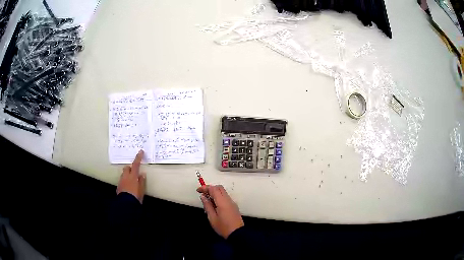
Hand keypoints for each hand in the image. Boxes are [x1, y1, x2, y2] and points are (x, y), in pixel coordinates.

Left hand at [116, 150, 145, 202]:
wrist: (126, 204)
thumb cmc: (136, 197)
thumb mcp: (141, 190)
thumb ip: (141, 181)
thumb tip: (142, 174)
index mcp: (133, 177)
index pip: (136, 164)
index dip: (138, 157)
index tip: (140, 151)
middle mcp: (126, 177)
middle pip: (127, 168)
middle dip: (130, 168)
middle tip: (134, 173)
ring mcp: (121, 181)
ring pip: (123, 174)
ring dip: (127, 175)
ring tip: (131, 182)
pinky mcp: (118, 186)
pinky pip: (122, 181)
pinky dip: (125, 181)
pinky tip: (128, 188)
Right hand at [197, 185, 243, 238]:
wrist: (237, 234)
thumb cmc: (223, 227)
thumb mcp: (212, 218)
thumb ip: (207, 206)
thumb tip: (203, 197)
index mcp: (222, 202)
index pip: (213, 189)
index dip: (205, 188)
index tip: (198, 190)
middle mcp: (228, 200)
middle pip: (219, 188)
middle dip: (210, 188)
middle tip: (203, 194)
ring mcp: (232, 203)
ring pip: (223, 192)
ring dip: (215, 192)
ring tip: (207, 200)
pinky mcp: (234, 206)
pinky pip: (225, 197)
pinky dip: (219, 197)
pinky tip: (214, 204)